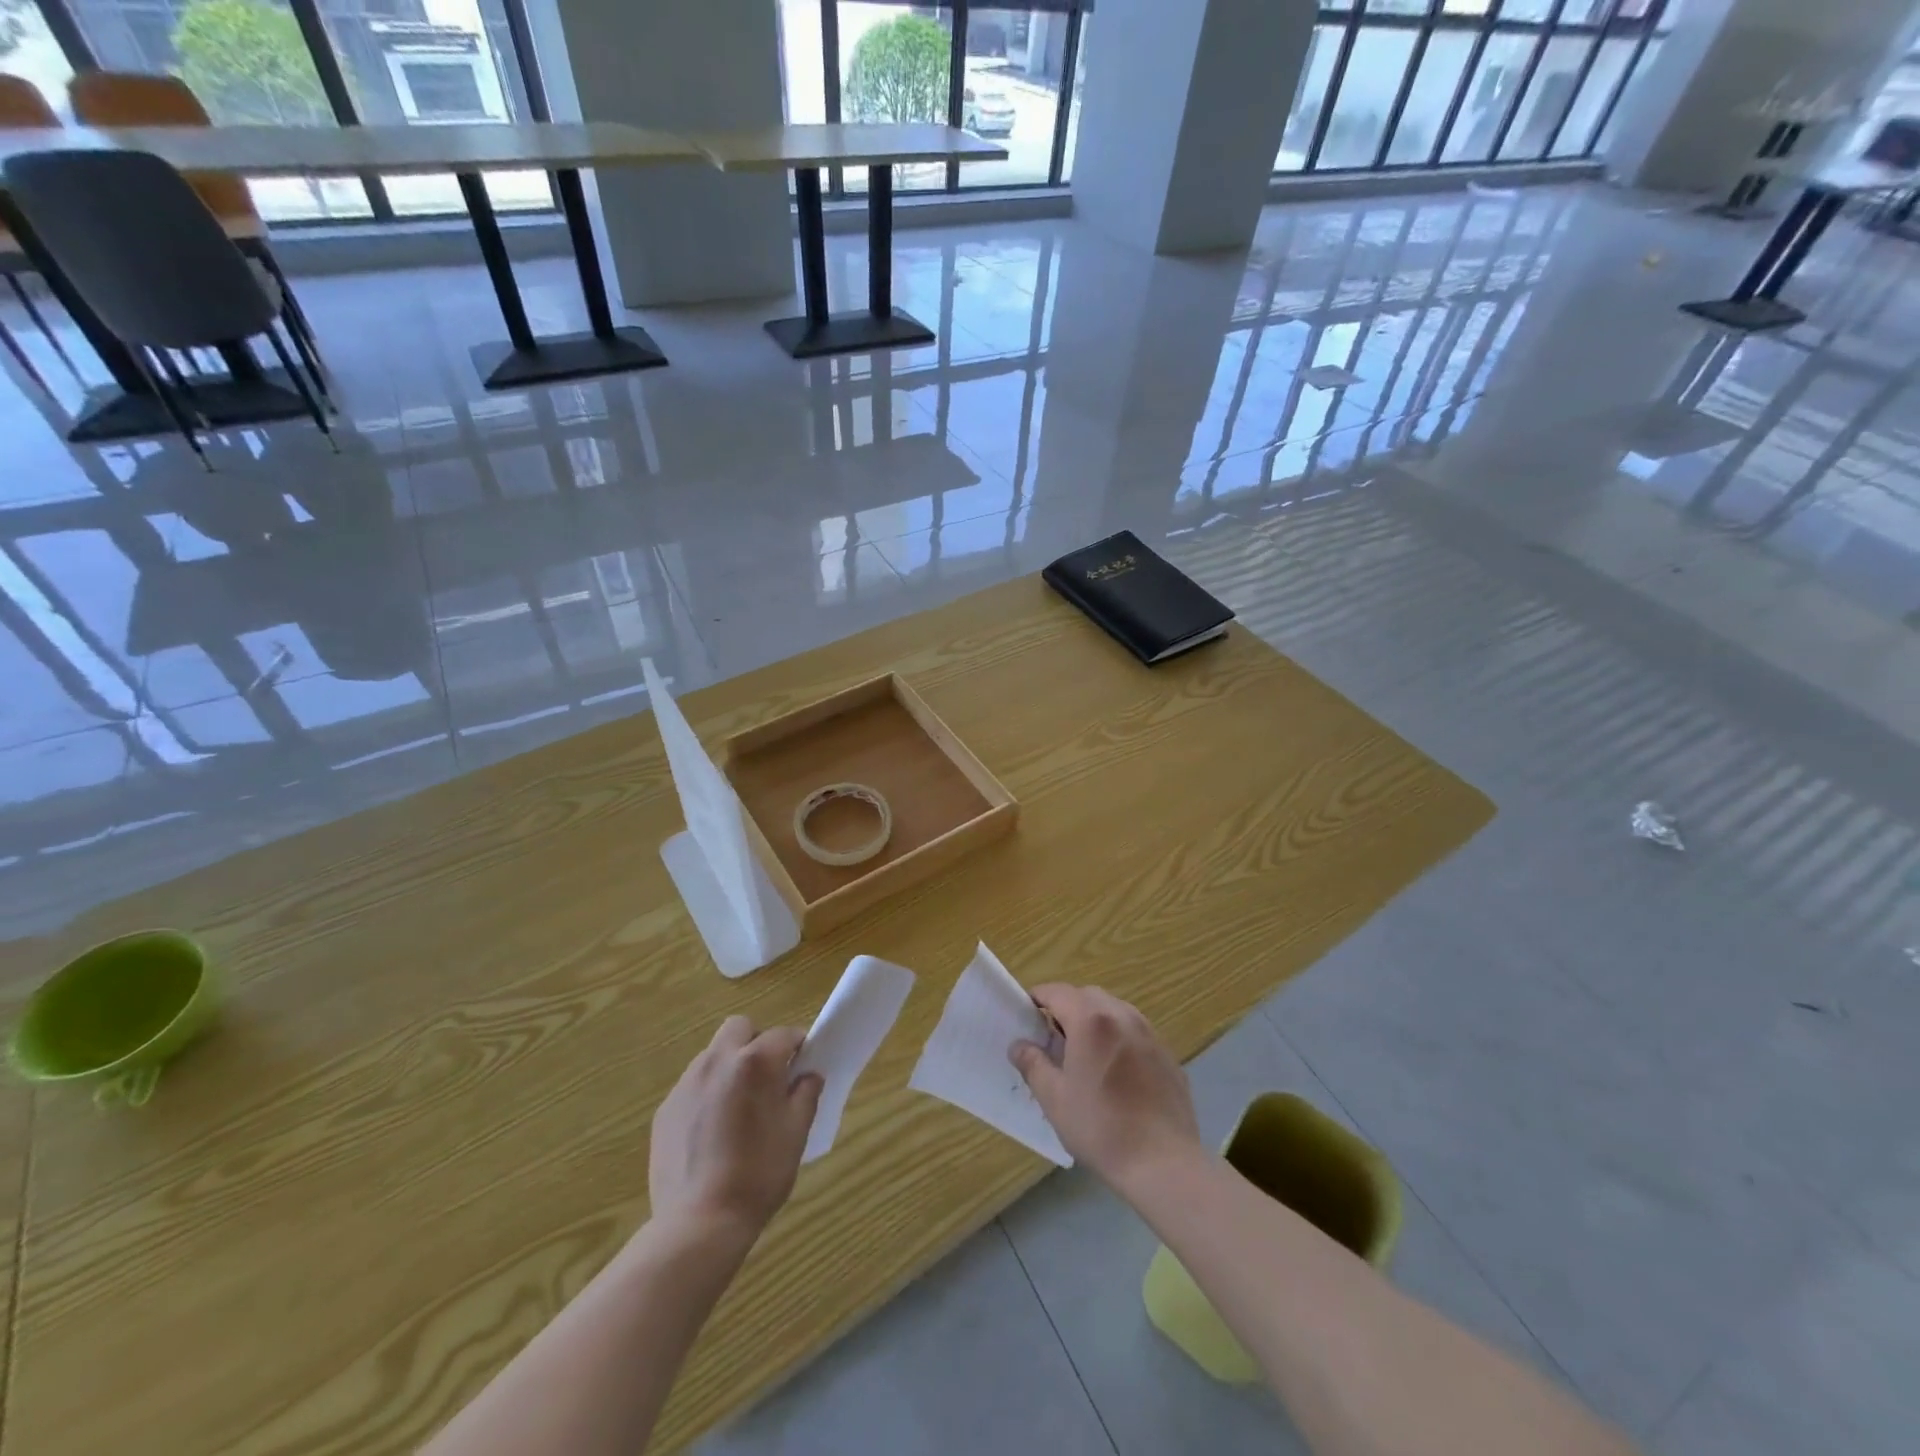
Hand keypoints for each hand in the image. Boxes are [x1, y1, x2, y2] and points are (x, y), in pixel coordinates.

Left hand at [648, 1017, 822, 1241]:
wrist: (698, 1223)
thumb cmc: (758, 1174)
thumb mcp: (796, 1133)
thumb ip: (806, 1094)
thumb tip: (808, 1075)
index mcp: (755, 1063)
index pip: (783, 1034)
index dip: (798, 1046)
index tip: (803, 1066)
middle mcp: (717, 1061)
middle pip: (740, 1028)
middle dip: (757, 1041)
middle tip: (768, 1077)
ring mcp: (686, 1084)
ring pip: (713, 1054)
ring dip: (730, 1065)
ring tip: (738, 1107)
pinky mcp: (665, 1109)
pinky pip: (693, 1085)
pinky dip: (708, 1093)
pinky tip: (713, 1131)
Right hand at [1010, 985, 1201, 1191]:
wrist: (1163, 1163)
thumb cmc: (1100, 1128)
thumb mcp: (1054, 1098)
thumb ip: (1033, 1064)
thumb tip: (1019, 1045)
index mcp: (1090, 1020)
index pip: (1057, 991)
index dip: (1038, 998)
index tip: (1027, 1015)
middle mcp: (1122, 1015)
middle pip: (1087, 996)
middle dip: (1067, 1007)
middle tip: (1053, 1038)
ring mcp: (1149, 1033)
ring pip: (1115, 1010)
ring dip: (1095, 1020)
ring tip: (1086, 1054)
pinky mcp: (1167, 1054)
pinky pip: (1136, 1032)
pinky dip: (1119, 1038)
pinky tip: (1117, 1073)